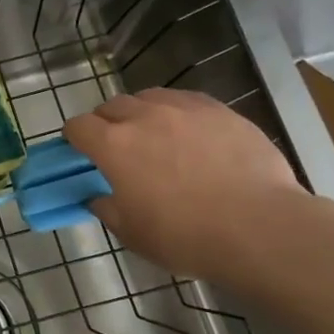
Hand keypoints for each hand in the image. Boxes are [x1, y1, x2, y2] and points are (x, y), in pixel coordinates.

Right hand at [63, 89, 304, 282]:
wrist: (259, 227)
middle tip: (116, 146)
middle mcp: (144, 117)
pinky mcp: (221, 111)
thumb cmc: (185, 236)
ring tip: (153, 134)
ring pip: (149, 97)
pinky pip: (187, 101)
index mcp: (113, 146)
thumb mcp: (132, 234)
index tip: (79, 151)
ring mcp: (185, 109)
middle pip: (112, 106)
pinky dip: (178, 113)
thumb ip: (108, 210)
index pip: (78, 126)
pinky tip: (191, 134)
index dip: (74, 137)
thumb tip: (98, 198)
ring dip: (141, 112)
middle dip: (106, 122)